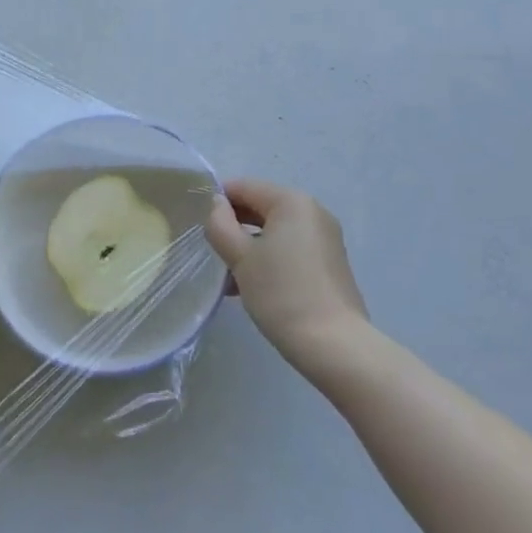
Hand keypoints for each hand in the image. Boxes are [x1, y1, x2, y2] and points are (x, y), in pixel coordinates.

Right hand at [205, 179, 369, 371]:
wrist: (333, 345)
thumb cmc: (281, 293)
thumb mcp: (240, 257)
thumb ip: (220, 224)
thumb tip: (217, 206)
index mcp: (292, 202)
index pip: (244, 187)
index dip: (217, 201)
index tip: (197, 222)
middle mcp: (312, 212)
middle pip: (261, 207)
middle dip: (233, 226)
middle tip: (210, 250)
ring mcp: (324, 238)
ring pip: (274, 232)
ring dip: (248, 247)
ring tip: (226, 276)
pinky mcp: (329, 263)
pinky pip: (290, 249)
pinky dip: (268, 259)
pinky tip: (249, 287)